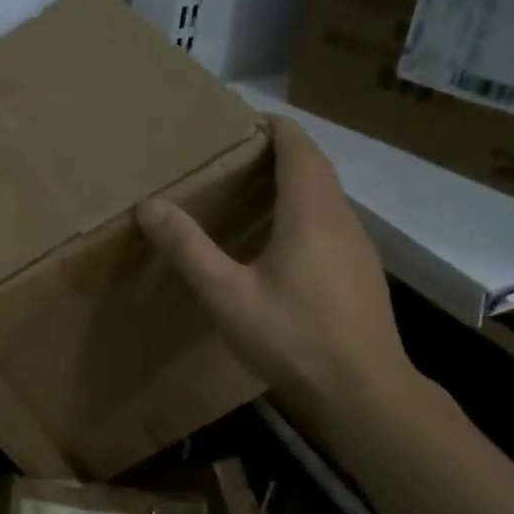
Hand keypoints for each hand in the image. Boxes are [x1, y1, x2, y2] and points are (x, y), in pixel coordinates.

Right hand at [137, 116, 415, 429]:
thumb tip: (148, 205)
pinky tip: (280, 243)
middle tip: (233, 157)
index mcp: (310, 212)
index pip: (298, 146)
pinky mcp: (361, 271)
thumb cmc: (293, 337)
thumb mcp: (227, 295)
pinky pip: (331, 221)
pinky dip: (305, 211)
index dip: (273, 127)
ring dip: (294, 181)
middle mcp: (341, 218)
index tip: (241, 122)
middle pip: (315, 166)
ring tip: (250, 192)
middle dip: (279, 151)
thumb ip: (188, 248)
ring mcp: (358, 246)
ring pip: (326, 195)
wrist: (364, 392)